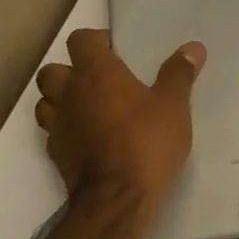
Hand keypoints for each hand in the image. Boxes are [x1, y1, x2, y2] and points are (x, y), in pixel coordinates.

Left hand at [34, 29, 204, 203]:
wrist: (117, 199)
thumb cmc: (147, 142)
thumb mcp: (174, 105)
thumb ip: (179, 74)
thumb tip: (193, 47)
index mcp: (97, 74)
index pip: (80, 40)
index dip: (96, 40)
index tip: (116, 49)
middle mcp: (70, 94)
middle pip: (53, 70)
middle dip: (71, 69)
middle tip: (100, 80)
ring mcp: (58, 125)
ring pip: (46, 100)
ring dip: (62, 98)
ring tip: (90, 107)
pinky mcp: (56, 154)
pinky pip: (53, 130)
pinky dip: (66, 128)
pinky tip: (88, 137)